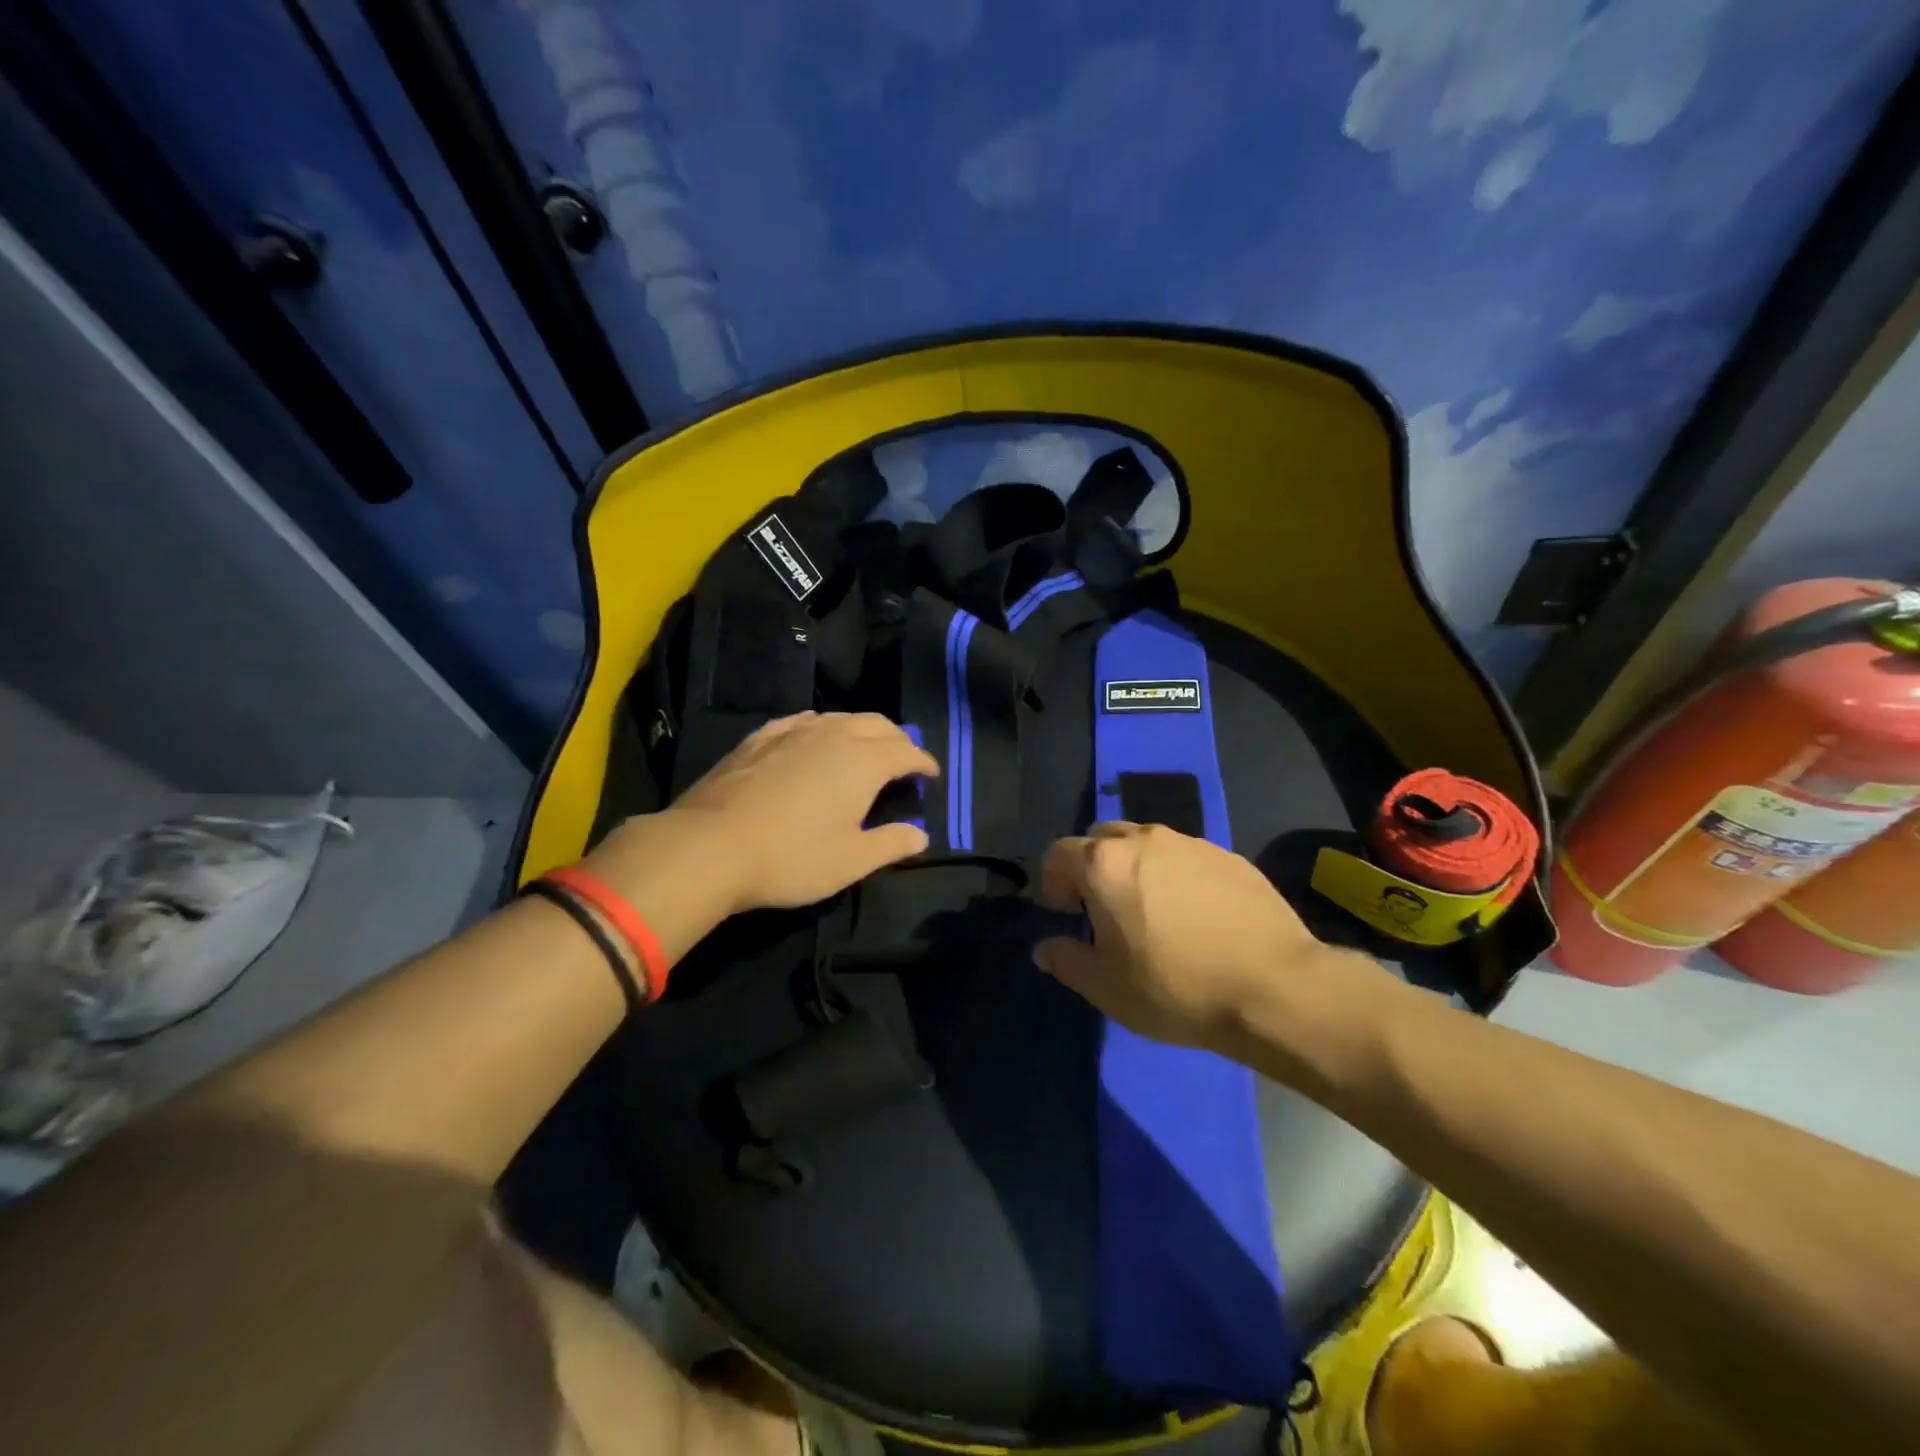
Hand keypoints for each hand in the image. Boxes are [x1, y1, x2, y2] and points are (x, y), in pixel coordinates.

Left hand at [595, 712, 938, 918]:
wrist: (709, 847)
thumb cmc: (791, 857)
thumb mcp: (851, 861)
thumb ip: (891, 844)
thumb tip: (921, 835)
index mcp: (863, 761)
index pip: (906, 752)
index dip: (923, 763)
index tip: (930, 776)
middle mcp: (832, 735)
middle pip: (877, 724)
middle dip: (897, 740)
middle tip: (903, 761)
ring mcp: (792, 731)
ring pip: (840, 718)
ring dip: (861, 730)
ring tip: (864, 750)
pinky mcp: (759, 738)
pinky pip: (802, 721)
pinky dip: (822, 727)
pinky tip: (814, 738)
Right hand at [1033, 821, 1378, 1054]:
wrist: (1275, 988)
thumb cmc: (1176, 988)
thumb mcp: (1106, 988)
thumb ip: (1066, 960)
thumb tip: (1045, 948)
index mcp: (1105, 864)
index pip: (1058, 853)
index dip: (1053, 882)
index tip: (1066, 915)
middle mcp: (1144, 839)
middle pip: (1101, 839)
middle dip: (1092, 868)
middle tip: (1104, 911)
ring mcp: (1191, 843)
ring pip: (1146, 844)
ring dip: (1135, 868)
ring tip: (1152, 912)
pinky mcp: (1229, 856)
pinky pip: (1185, 857)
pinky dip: (1176, 876)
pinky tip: (1195, 916)